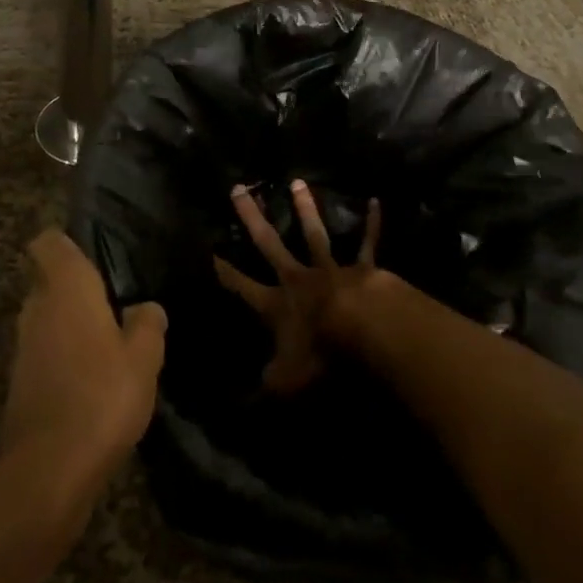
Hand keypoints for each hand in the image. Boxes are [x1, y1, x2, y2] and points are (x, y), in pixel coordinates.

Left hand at [0, 230, 167, 500]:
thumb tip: (146, 307)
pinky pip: (45, 354)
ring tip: (110, 343)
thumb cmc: (101, 397)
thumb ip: (147, 324)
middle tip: (115, 301)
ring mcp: (23, 348)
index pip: (49, 242)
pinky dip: (64, 359)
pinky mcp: (19, 385)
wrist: (47, 474)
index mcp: (65, 287)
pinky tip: (93, 381)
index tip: (94, 254)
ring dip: (71, 326)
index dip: (66, 242)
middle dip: (76, 288)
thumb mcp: (144, 358)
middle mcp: (36, 308)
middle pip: (49, 281)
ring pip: (47, 320)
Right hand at [214, 180, 385, 392]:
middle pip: (269, 243)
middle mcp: (298, 279)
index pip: (241, 285)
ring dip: (305, 208)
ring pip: (314, 234)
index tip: (207, 248)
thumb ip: (264, 386)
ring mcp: (330, 269)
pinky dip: (371, 224)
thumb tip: (239, 400)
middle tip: (238, 188)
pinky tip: (375, 202)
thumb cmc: (321, 357)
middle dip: (252, 217)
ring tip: (297, 182)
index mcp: (276, 305)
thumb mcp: (285, 383)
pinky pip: (367, 244)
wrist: (365, 331)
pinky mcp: (362, 269)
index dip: (223, 269)